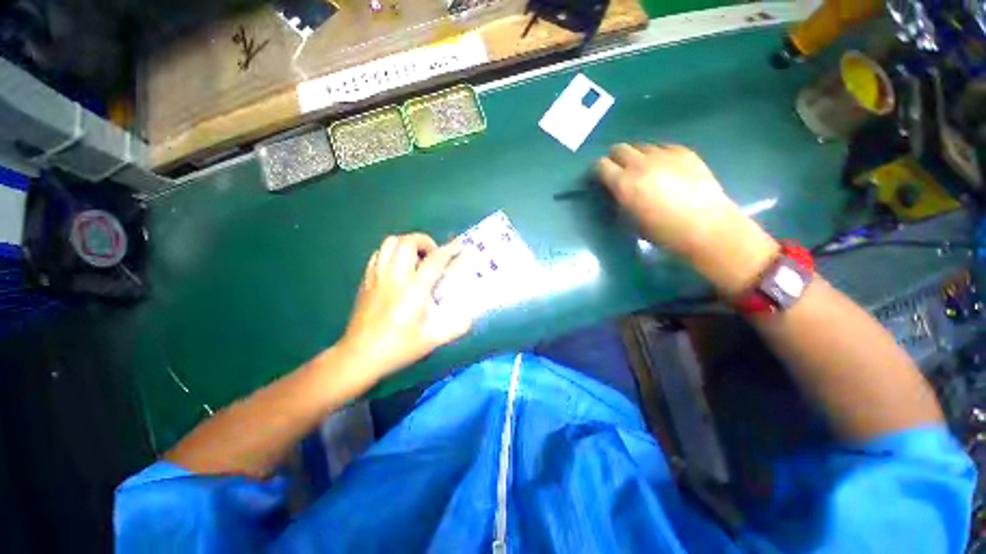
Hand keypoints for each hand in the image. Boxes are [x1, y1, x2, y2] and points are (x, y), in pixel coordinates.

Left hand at [335, 233, 472, 384]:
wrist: (360, 356)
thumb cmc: (398, 347)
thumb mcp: (432, 339)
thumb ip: (455, 327)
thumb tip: (470, 318)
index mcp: (414, 289)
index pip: (435, 260)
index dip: (450, 250)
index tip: (460, 246)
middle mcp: (396, 277)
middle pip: (408, 242)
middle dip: (424, 241)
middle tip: (433, 255)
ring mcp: (378, 276)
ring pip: (390, 243)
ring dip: (406, 244)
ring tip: (415, 258)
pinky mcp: (366, 281)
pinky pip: (378, 254)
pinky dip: (391, 253)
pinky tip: (397, 267)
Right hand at [595, 143, 738, 255]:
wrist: (706, 227)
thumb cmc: (663, 232)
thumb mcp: (630, 220)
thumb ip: (620, 199)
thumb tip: (617, 190)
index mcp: (624, 183)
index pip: (601, 165)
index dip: (597, 169)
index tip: (599, 176)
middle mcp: (641, 164)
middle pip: (620, 148)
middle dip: (615, 157)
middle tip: (618, 170)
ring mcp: (664, 155)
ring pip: (641, 146)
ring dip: (636, 156)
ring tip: (643, 169)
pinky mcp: (684, 152)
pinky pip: (662, 146)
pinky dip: (657, 154)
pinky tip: (664, 167)